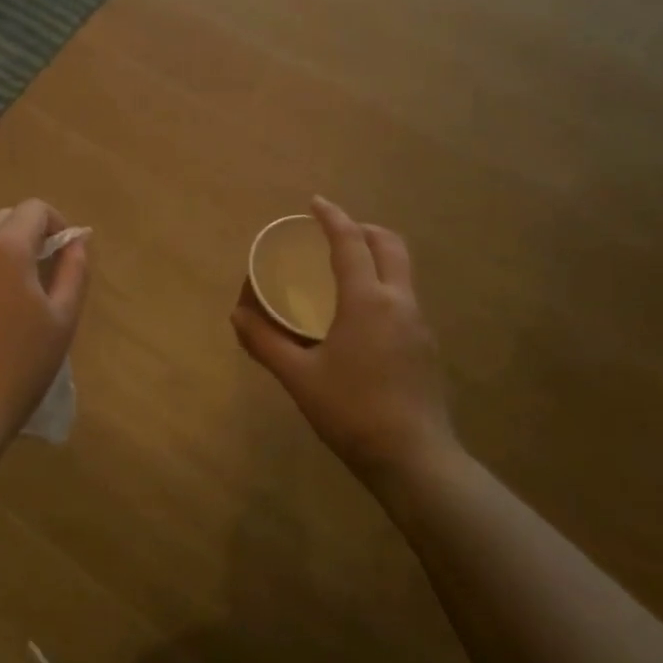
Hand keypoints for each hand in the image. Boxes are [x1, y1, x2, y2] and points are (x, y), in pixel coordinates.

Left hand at [0, 199, 89, 439]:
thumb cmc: (22, 363)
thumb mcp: (62, 317)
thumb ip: (74, 270)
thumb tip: (77, 240)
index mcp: (5, 247)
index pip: (34, 208)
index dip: (56, 223)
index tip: (65, 254)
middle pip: (3, 218)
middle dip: (28, 233)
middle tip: (44, 272)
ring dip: (2, 251)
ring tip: (16, 294)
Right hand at [232, 197, 457, 485]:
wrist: (415, 460)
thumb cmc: (351, 412)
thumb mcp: (299, 377)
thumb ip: (265, 342)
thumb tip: (237, 315)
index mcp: (368, 301)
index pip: (351, 243)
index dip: (333, 217)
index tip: (315, 203)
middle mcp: (399, 302)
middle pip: (390, 245)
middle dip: (363, 228)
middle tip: (334, 232)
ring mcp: (419, 325)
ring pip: (402, 271)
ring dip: (376, 256)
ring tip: (345, 269)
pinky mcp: (426, 347)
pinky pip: (404, 297)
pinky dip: (383, 284)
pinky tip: (361, 314)